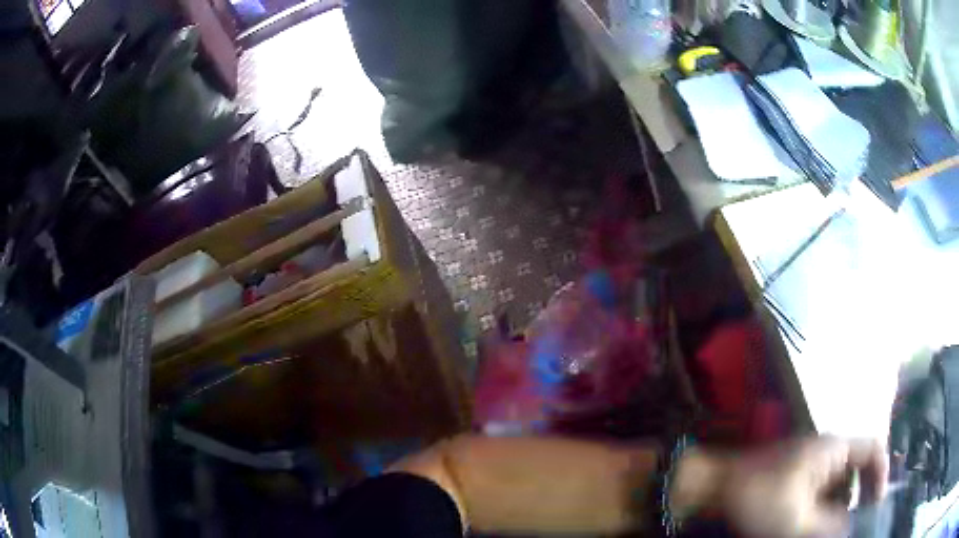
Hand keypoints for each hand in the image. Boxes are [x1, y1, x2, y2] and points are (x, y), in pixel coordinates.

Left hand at [716, 437, 887, 537]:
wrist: (712, 489)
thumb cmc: (759, 499)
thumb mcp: (799, 520)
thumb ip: (830, 525)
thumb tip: (849, 529)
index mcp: (835, 449)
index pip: (874, 449)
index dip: (881, 473)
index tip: (877, 504)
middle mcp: (827, 452)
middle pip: (856, 472)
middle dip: (857, 500)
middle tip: (853, 527)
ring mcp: (809, 466)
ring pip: (837, 488)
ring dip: (838, 510)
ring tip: (830, 531)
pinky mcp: (794, 481)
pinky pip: (818, 495)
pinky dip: (821, 512)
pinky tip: (813, 528)